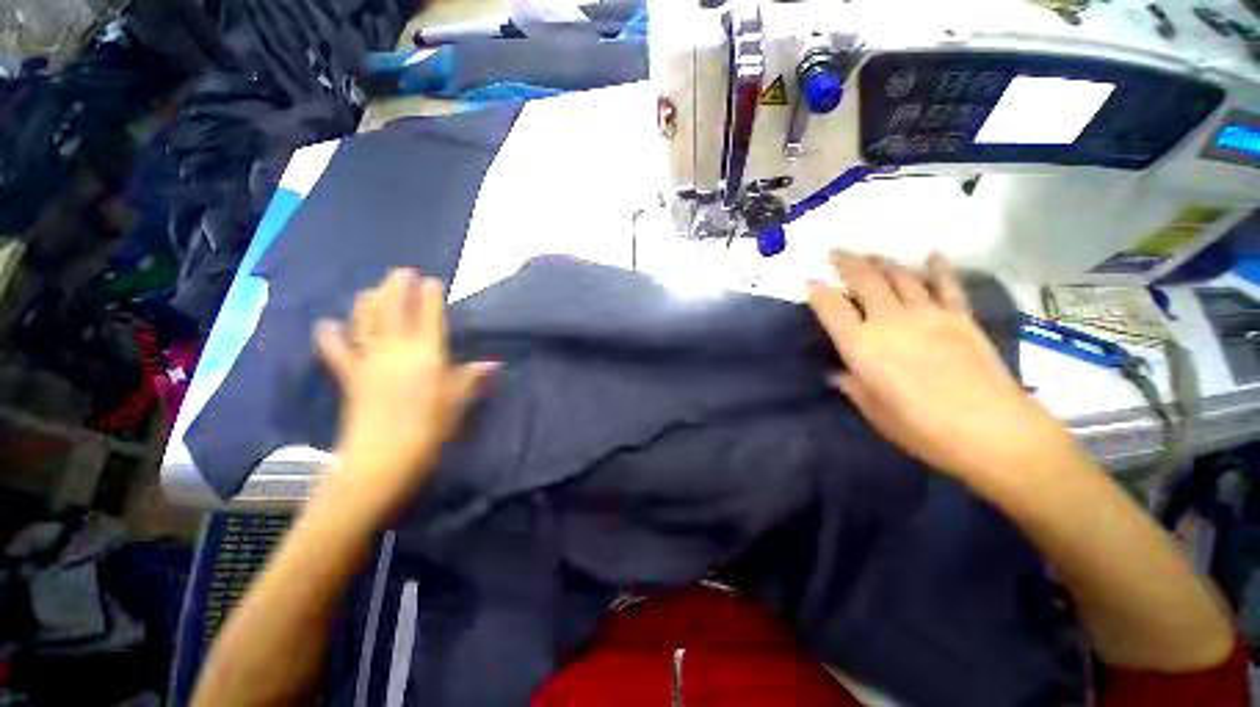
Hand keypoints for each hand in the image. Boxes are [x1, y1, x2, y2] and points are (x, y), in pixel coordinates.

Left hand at [314, 269, 495, 509]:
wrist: (384, 455)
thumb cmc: (431, 426)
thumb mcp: (458, 401)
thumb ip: (472, 377)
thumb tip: (493, 363)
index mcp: (428, 352)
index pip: (430, 314)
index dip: (431, 294)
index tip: (433, 280)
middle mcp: (396, 348)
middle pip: (393, 308)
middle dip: (397, 286)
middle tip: (403, 272)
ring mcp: (369, 359)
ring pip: (365, 320)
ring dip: (369, 300)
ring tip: (373, 290)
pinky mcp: (350, 375)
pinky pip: (337, 350)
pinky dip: (331, 335)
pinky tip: (328, 324)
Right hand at [807, 251, 1076, 490]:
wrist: (990, 430)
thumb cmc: (920, 428)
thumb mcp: (873, 410)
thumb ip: (853, 386)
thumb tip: (839, 373)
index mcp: (861, 345)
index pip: (832, 308)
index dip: (818, 292)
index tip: (811, 282)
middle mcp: (890, 321)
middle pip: (865, 281)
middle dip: (846, 263)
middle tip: (836, 252)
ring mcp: (927, 314)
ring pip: (900, 277)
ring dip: (882, 261)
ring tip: (870, 254)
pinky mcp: (960, 317)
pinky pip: (947, 285)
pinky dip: (939, 268)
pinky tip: (933, 254)